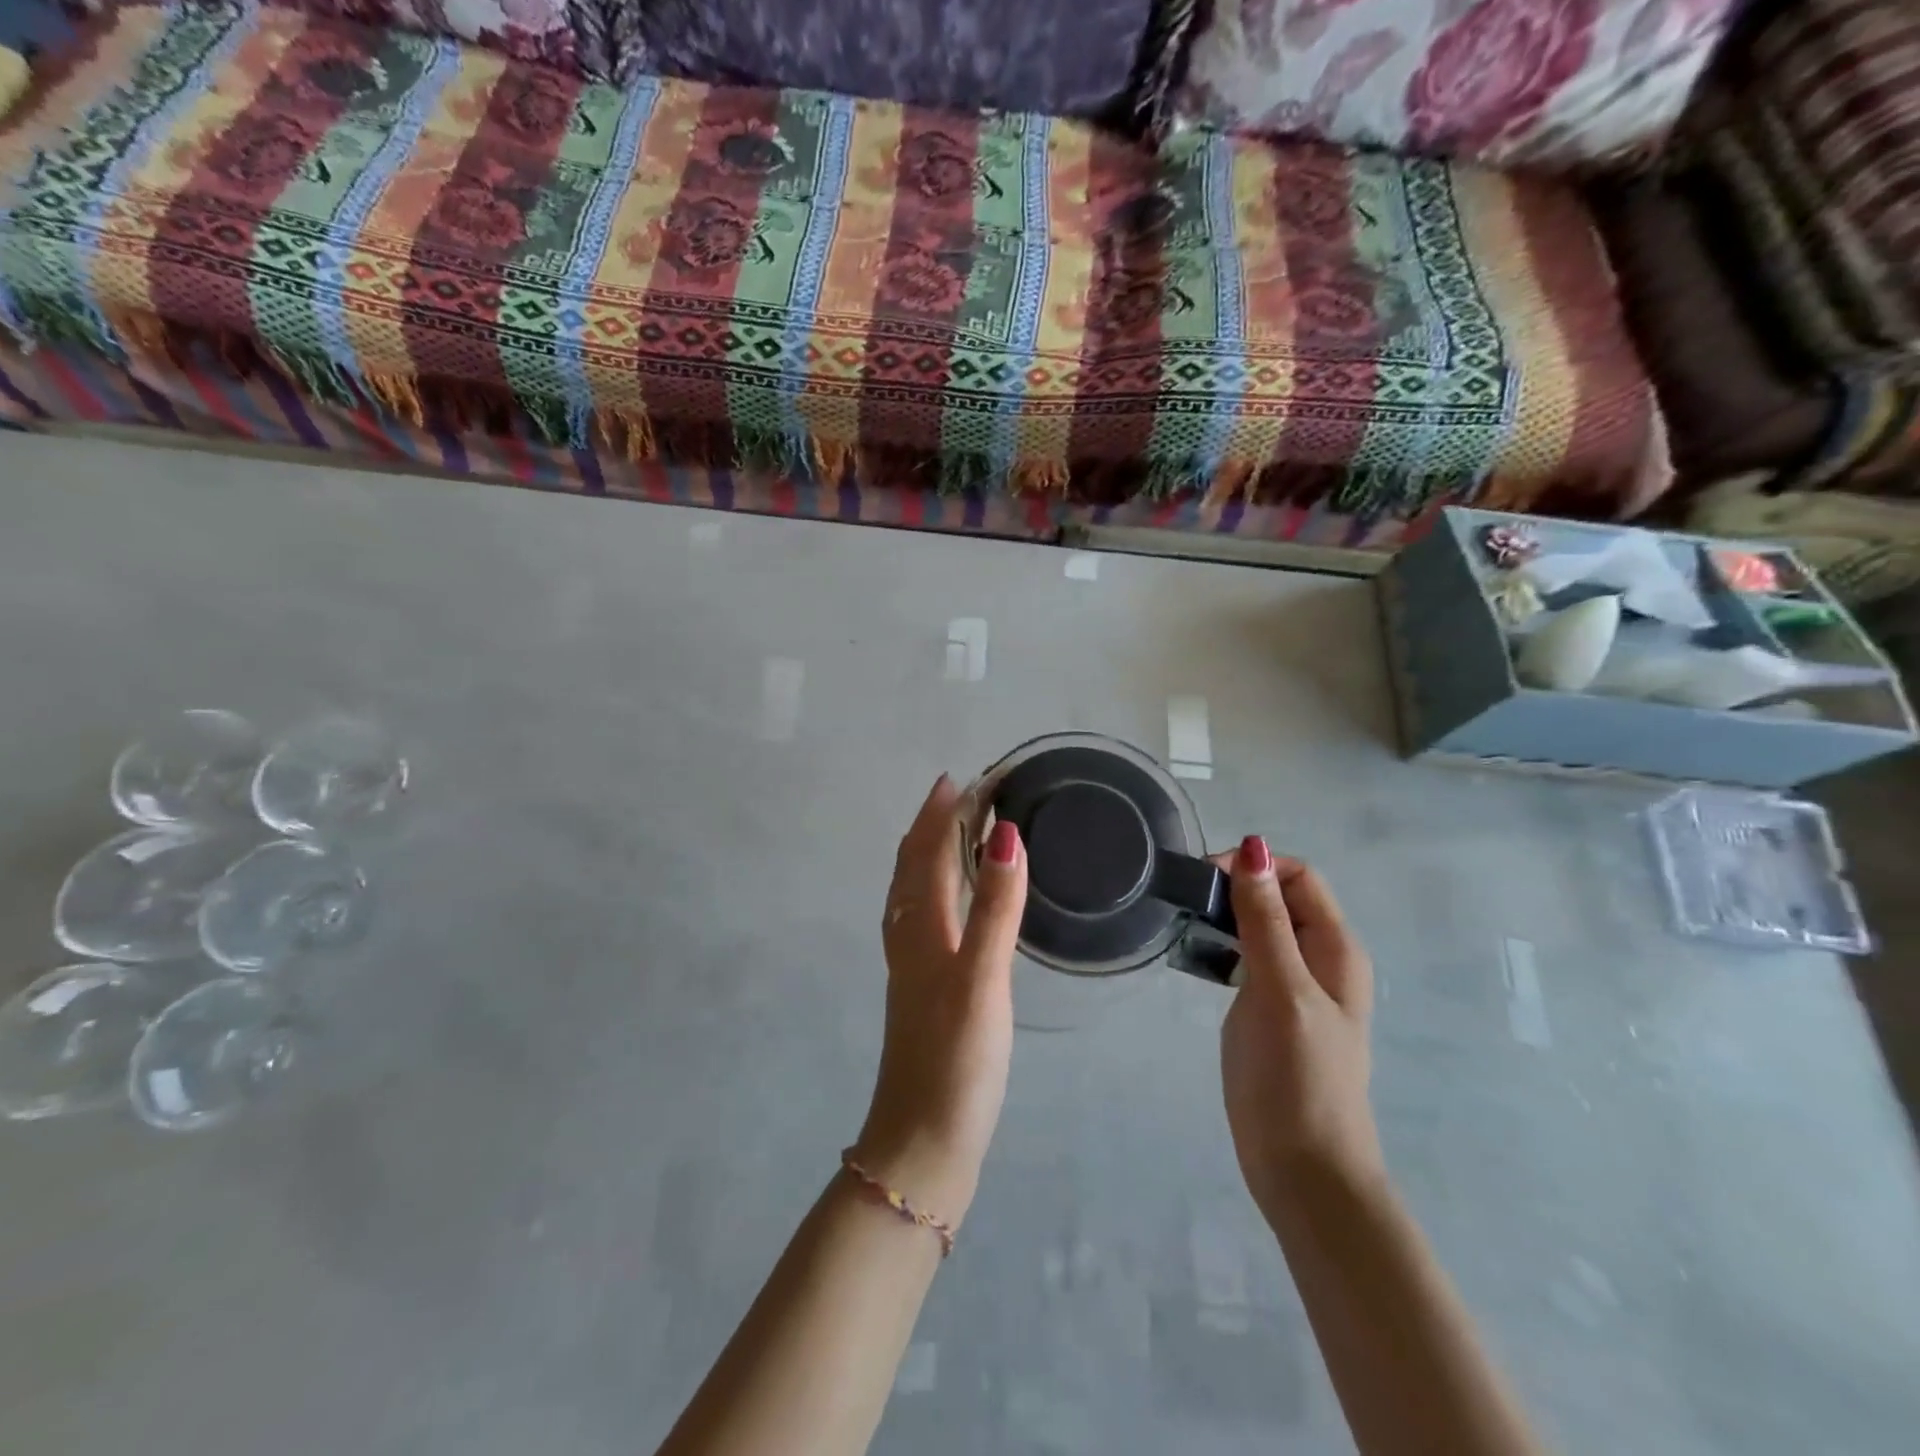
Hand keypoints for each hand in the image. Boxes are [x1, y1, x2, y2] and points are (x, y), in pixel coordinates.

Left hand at [856, 776, 1027, 1224]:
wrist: (922, 1142)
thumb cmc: (956, 1059)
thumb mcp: (982, 978)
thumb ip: (995, 907)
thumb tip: (1005, 834)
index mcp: (922, 928)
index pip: (930, 852)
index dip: (943, 813)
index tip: (963, 778)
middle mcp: (909, 938)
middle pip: (913, 867)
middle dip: (932, 825)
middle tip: (959, 795)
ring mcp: (912, 967)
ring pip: (913, 894)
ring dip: (929, 855)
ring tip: (952, 834)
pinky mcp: (923, 992)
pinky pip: (922, 920)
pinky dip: (934, 892)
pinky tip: (949, 908)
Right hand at [1216, 837, 1382, 1219]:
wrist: (1303, 1171)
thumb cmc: (1297, 1077)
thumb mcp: (1280, 989)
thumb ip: (1266, 920)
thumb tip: (1253, 847)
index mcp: (1335, 948)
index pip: (1298, 876)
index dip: (1254, 867)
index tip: (1205, 879)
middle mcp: (1320, 959)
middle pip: (1279, 897)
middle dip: (1236, 887)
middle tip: (1186, 901)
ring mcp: (1295, 987)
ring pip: (1260, 926)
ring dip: (1226, 915)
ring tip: (1184, 923)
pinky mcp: (1270, 1010)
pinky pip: (1248, 958)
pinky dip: (1223, 946)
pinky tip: (1195, 957)